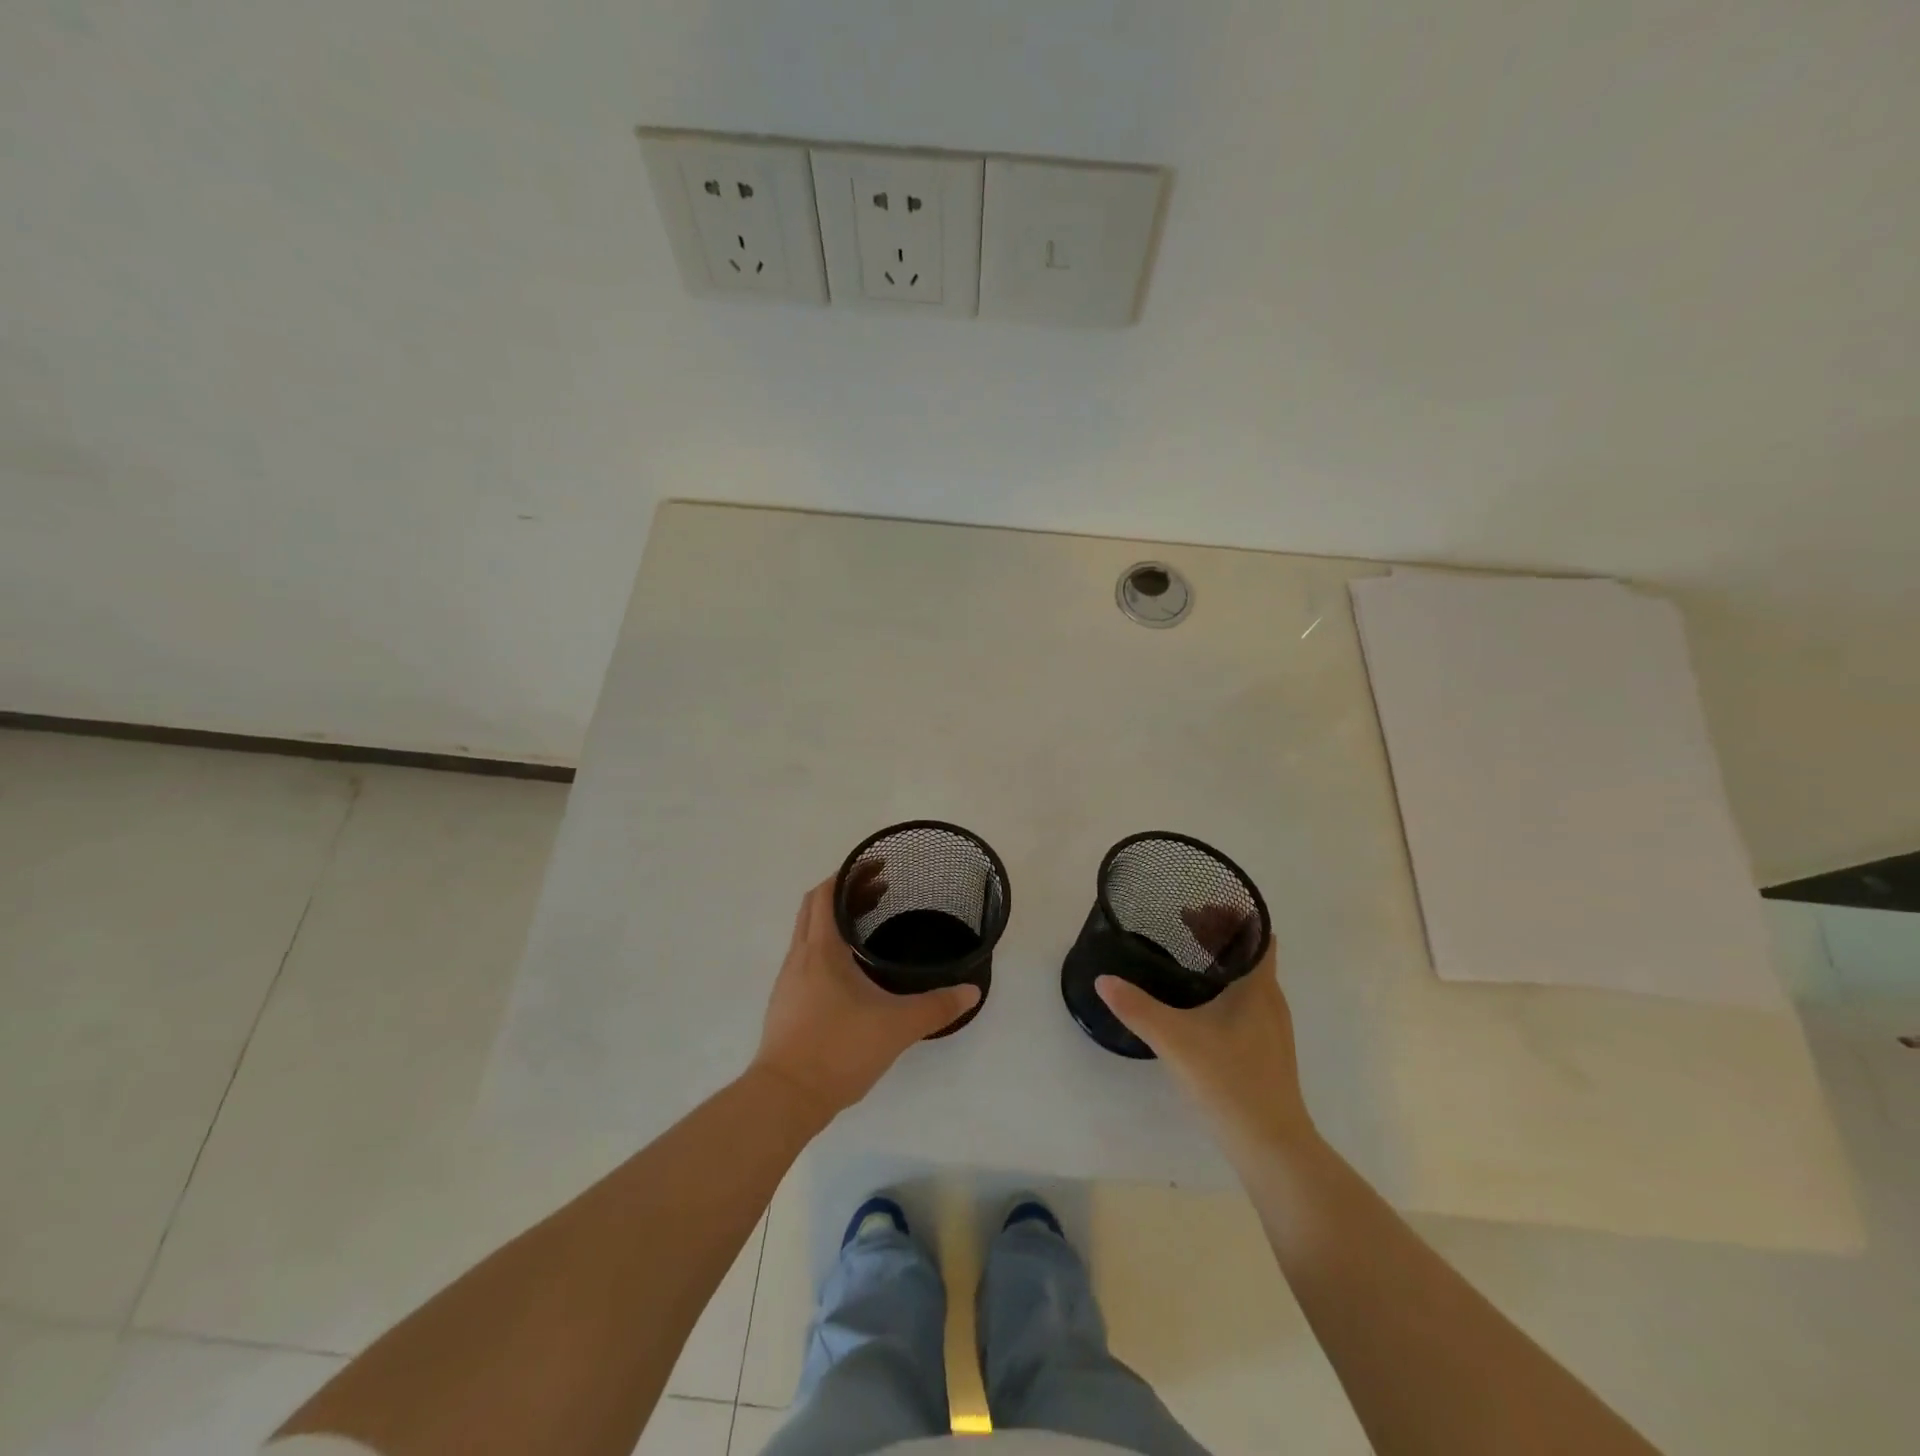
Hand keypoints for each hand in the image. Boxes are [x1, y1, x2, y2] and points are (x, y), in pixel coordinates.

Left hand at [751, 869, 979, 1122]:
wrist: (784, 1098)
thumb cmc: (838, 1049)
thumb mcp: (896, 1026)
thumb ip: (936, 1006)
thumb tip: (971, 991)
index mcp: (821, 949)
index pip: (826, 893)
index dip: (849, 874)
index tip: (877, 866)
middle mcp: (800, 956)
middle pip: (815, 907)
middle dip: (844, 892)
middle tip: (880, 890)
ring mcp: (788, 981)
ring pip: (808, 933)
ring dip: (834, 920)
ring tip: (868, 924)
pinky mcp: (786, 1003)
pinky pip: (806, 958)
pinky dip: (827, 946)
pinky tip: (850, 970)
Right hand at [1096, 912, 1314, 1150]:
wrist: (1271, 1146)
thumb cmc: (1229, 1081)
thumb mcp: (1175, 1040)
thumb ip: (1136, 1008)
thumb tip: (1103, 980)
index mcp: (1258, 988)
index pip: (1257, 935)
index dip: (1233, 915)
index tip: (1200, 905)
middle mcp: (1271, 1001)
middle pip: (1252, 953)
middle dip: (1220, 935)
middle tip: (1183, 923)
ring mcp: (1272, 1028)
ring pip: (1250, 979)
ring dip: (1223, 961)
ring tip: (1188, 957)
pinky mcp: (1266, 1050)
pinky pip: (1248, 1001)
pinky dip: (1227, 987)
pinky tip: (1200, 1004)